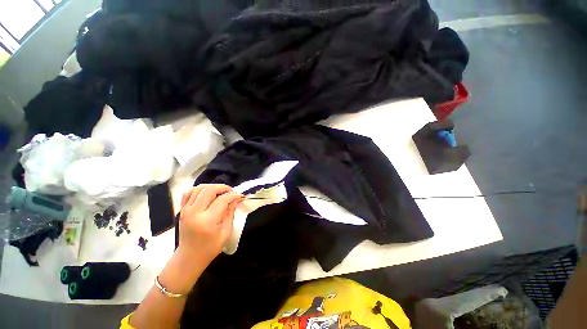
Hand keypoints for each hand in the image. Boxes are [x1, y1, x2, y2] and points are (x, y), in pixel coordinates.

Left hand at [178, 184, 243, 264]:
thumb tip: (236, 199)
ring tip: (221, 192)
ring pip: (199, 188)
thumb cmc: (210, 248)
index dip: (233, 195)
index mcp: (207, 221)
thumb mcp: (225, 233)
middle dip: (223, 187)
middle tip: (231, 192)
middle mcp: (194, 213)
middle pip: (209, 190)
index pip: (222, 200)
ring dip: (212, 187)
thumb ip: (230, 213)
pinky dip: (199, 189)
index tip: (240, 196)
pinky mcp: (182, 210)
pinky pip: (189, 192)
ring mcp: (185, 210)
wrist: (189, 257)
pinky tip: (207, 193)